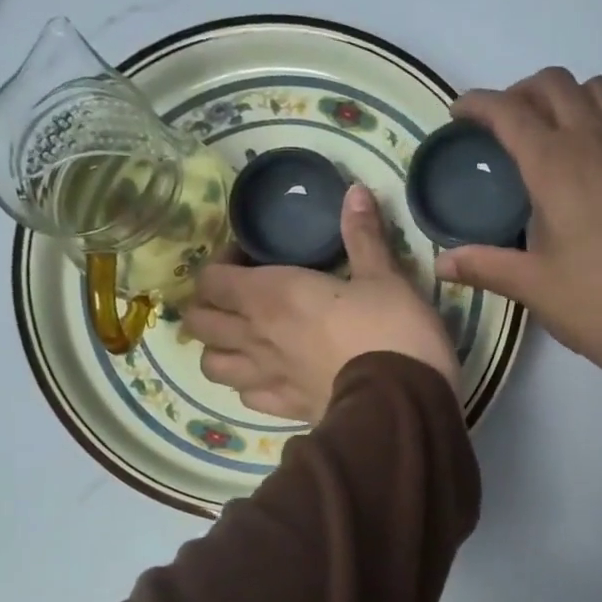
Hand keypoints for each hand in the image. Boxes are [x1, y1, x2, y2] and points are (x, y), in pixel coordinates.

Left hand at [186, 184, 460, 422]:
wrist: (402, 400)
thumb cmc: (393, 329)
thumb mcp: (384, 276)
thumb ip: (363, 236)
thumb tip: (355, 191)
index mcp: (272, 295)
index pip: (211, 279)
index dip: (222, 264)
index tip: (249, 258)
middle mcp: (256, 336)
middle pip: (199, 322)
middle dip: (210, 306)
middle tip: (239, 299)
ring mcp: (266, 378)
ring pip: (212, 365)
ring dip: (220, 349)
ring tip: (244, 341)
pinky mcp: (285, 410)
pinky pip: (246, 397)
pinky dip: (249, 385)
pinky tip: (269, 377)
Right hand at [433, 68, 601, 400]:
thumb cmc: (595, 304)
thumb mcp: (533, 286)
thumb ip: (485, 266)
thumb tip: (441, 263)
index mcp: (557, 166)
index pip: (511, 111)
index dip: (479, 104)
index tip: (459, 114)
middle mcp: (595, 144)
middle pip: (556, 84)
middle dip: (521, 92)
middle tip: (501, 127)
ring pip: (597, 91)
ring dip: (565, 97)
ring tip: (547, 134)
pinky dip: (596, 120)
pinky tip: (585, 166)